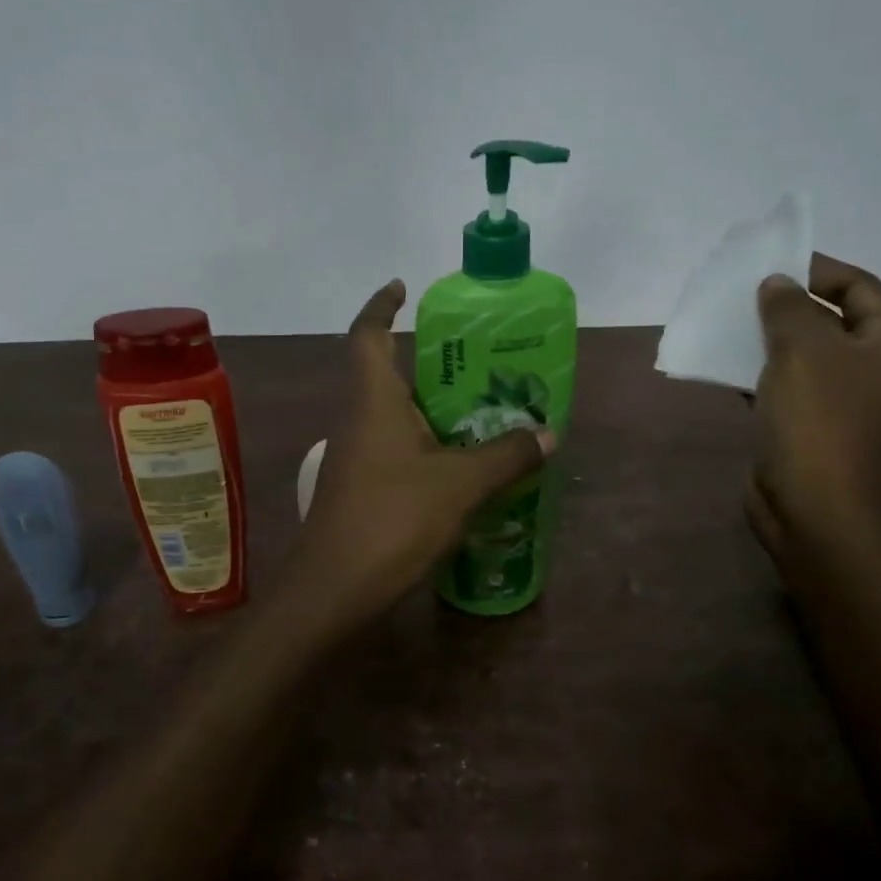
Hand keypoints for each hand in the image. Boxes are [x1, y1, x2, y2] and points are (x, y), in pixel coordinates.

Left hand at [282, 280, 554, 627]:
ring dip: (431, 408)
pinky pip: (397, 450)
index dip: (382, 305)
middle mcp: (359, 420)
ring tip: (483, 411)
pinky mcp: (361, 489)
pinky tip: (462, 466)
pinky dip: (427, 446)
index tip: (403, 287)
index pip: (368, 335)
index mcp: (374, 401)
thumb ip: (505, 456)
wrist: (332, 593)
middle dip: (427, 362)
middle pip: (387, 373)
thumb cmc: (391, 522)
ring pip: (395, 416)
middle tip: (478, 361)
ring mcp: (356, 457)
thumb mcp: (459, 486)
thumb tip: (548, 434)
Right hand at [746, 255, 880, 563]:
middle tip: (743, 295)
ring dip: (769, 339)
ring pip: (805, 354)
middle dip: (788, 305)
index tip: (770, 265)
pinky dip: (760, 373)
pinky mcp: (813, 427)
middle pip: (833, 319)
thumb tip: (776, 284)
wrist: (815, 509)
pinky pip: (787, 386)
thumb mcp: (802, 349)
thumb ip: (787, 307)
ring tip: (728, 325)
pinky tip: (727, 366)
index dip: (817, 270)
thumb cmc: (819, 421)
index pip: (860, 286)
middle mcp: (877, 369)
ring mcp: (845, 401)